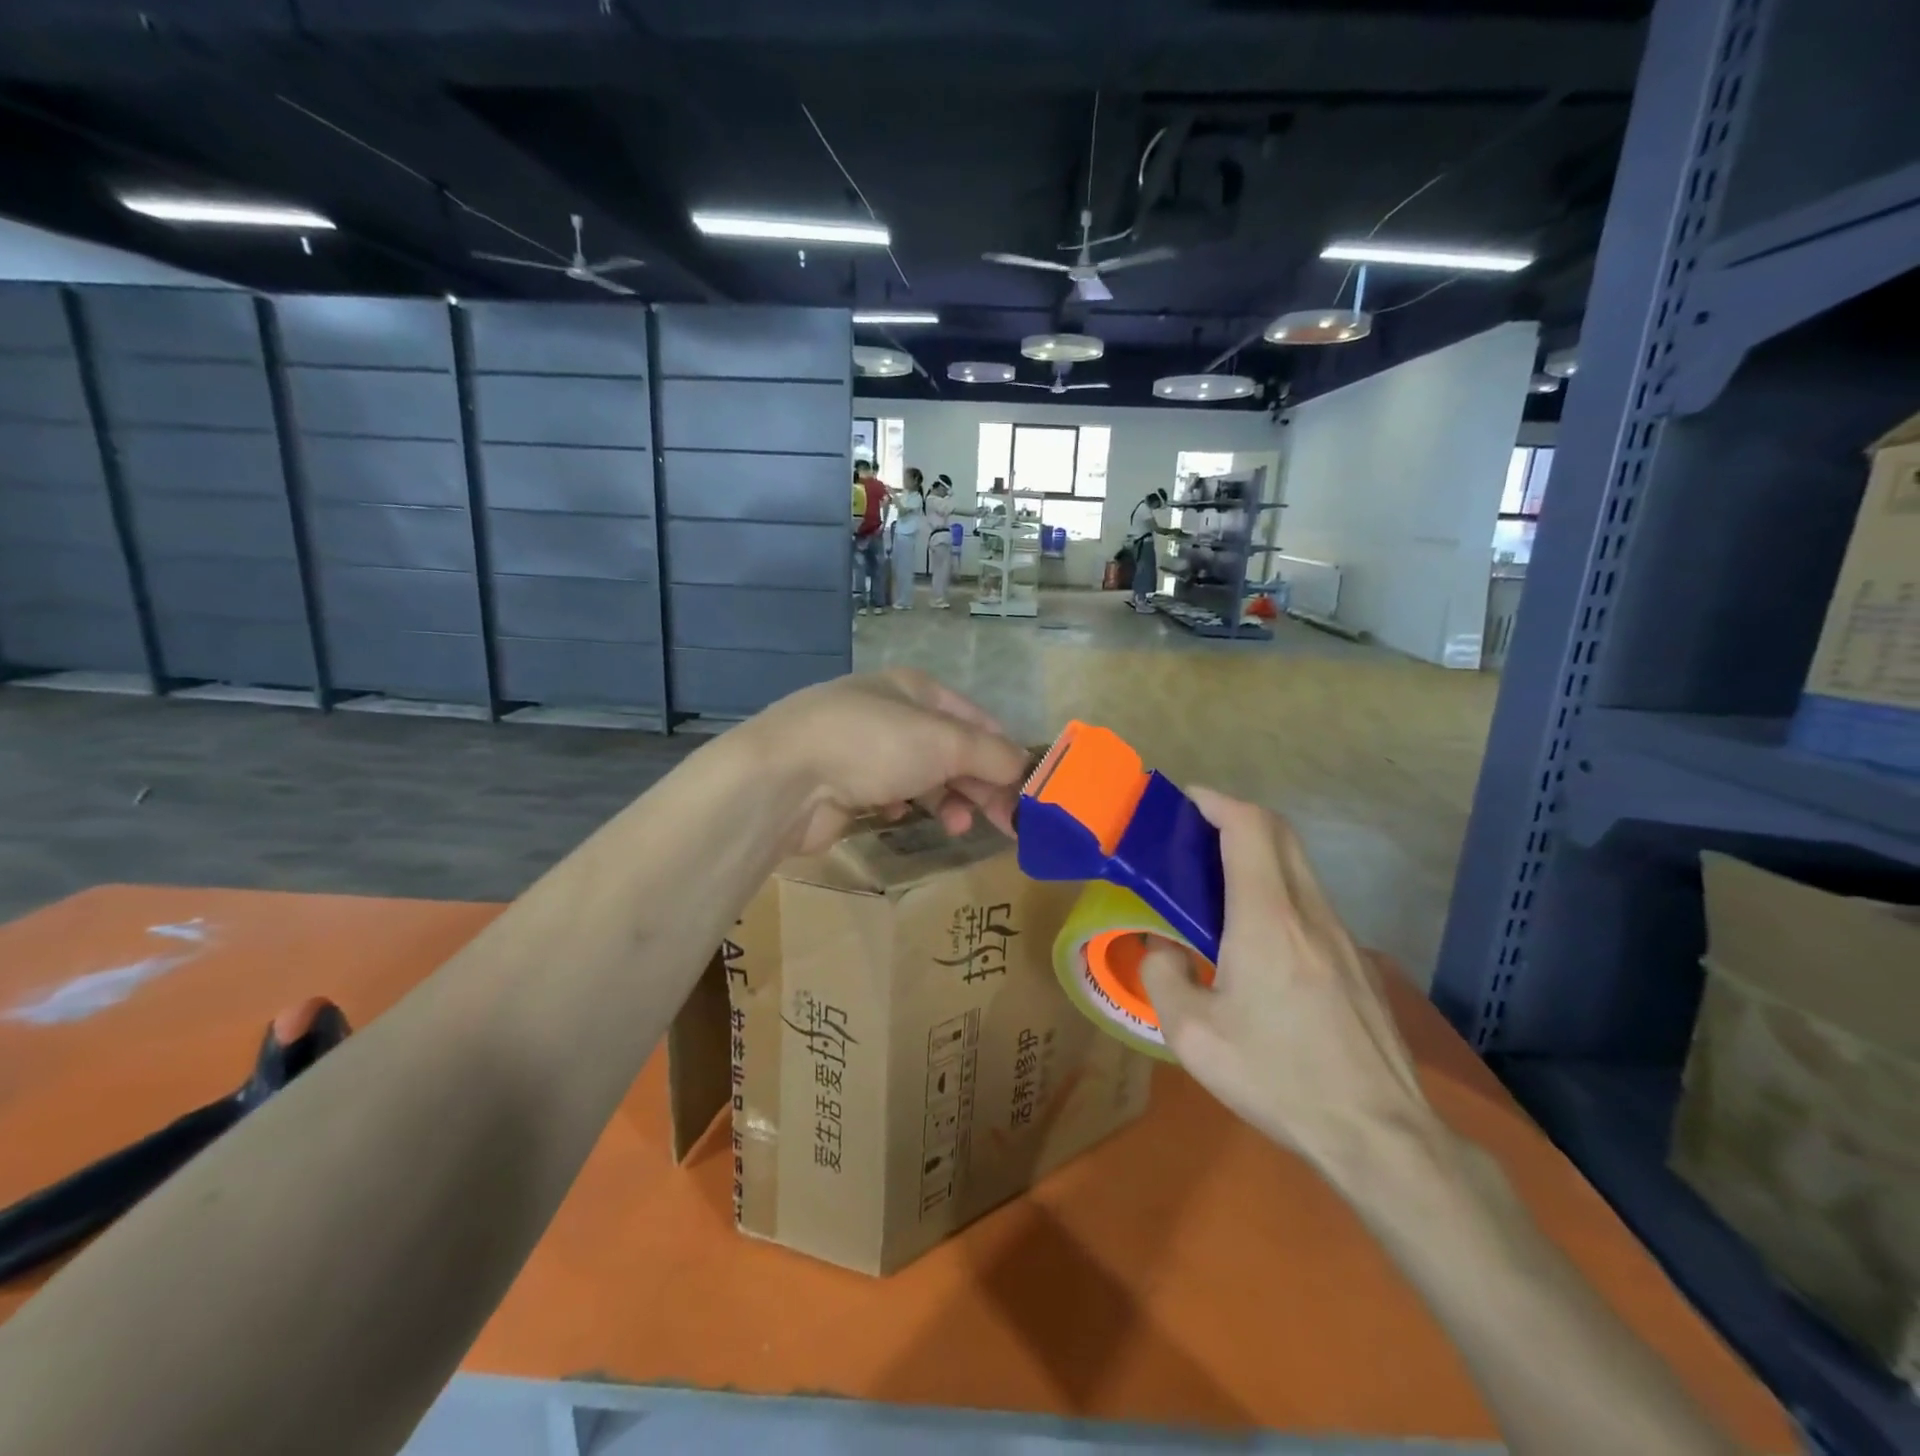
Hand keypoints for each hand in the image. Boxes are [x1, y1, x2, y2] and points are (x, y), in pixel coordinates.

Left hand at [742, 670, 1028, 855]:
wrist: (784, 778)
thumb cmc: (873, 745)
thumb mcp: (945, 742)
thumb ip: (992, 755)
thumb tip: (1024, 769)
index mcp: (914, 688)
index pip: (975, 718)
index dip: (1004, 752)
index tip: (1026, 791)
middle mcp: (889, 712)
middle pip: (950, 749)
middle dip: (979, 783)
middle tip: (1006, 823)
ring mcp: (862, 748)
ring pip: (921, 774)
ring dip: (946, 799)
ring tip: (957, 826)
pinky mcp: (842, 784)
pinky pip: (888, 794)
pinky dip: (903, 805)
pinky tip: (899, 816)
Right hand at [1138, 789, 1440, 1185]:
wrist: (1380, 1135)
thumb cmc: (1279, 1078)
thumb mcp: (1194, 1035)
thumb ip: (1163, 977)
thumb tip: (1161, 948)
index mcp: (1267, 919)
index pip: (1249, 827)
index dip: (1216, 801)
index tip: (1185, 800)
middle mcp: (1310, 913)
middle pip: (1280, 833)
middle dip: (1235, 817)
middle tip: (1193, 835)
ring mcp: (1342, 937)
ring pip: (1298, 867)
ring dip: (1257, 854)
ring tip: (1215, 884)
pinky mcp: (1358, 963)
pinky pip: (1311, 902)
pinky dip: (1277, 889)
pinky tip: (1255, 937)